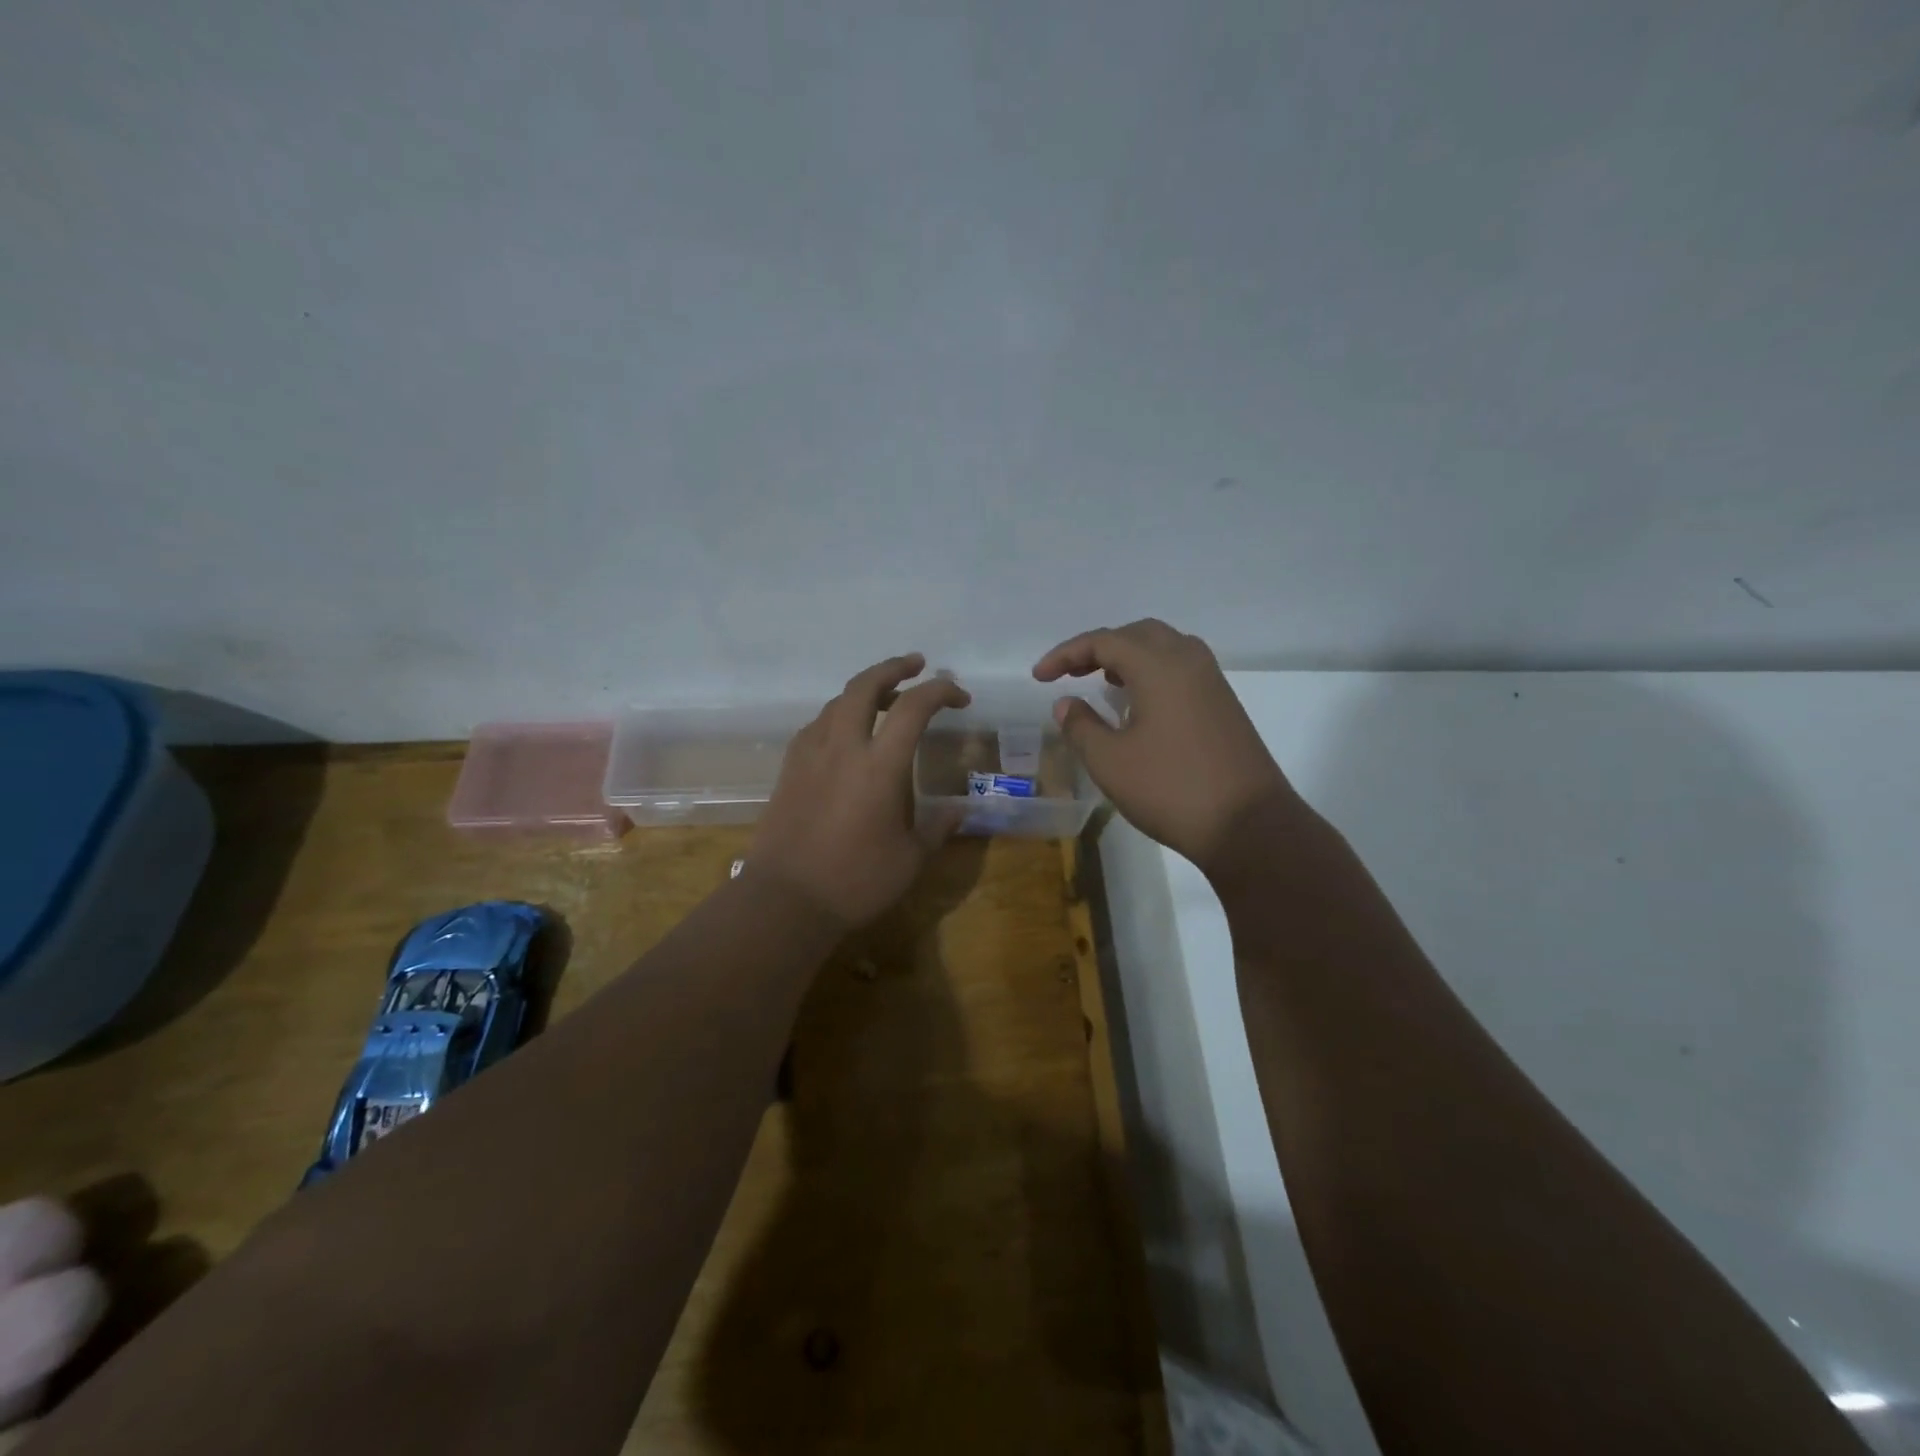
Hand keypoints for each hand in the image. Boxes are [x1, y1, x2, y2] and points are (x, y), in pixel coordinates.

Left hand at [749, 653, 970, 928]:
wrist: (785, 900)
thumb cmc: (855, 882)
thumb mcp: (911, 860)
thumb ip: (938, 828)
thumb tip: (961, 810)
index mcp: (879, 766)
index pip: (914, 708)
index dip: (940, 691)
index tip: (959, 696)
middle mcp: (843, 747)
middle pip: (865, 685)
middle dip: (893, 667)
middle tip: (916, 665)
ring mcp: (810, 754)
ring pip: (837, 701)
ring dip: (865, 691)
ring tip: (886, 701)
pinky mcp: (789, 768)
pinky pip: (817, 725)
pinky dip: (839, 716)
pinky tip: (847, 735)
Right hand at [1033, 619, 1293, 868]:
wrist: (1248, 825)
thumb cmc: (1171, 789)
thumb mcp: (1110, 762)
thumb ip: (1081, 726)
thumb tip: (1066, 703)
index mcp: (1159, 666)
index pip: (1104, 641)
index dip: (1065, 654)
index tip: (1039, 677)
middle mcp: (1189, 661)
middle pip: (1137, 634)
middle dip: (1098, 648)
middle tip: (1070, 673)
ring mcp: (1212, 682)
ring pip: (1163, 648)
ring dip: (1127, 657)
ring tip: (1101, 682)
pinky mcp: (1223, 704)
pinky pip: (1180, 669)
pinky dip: (1151, 672)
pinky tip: (1137, 704)